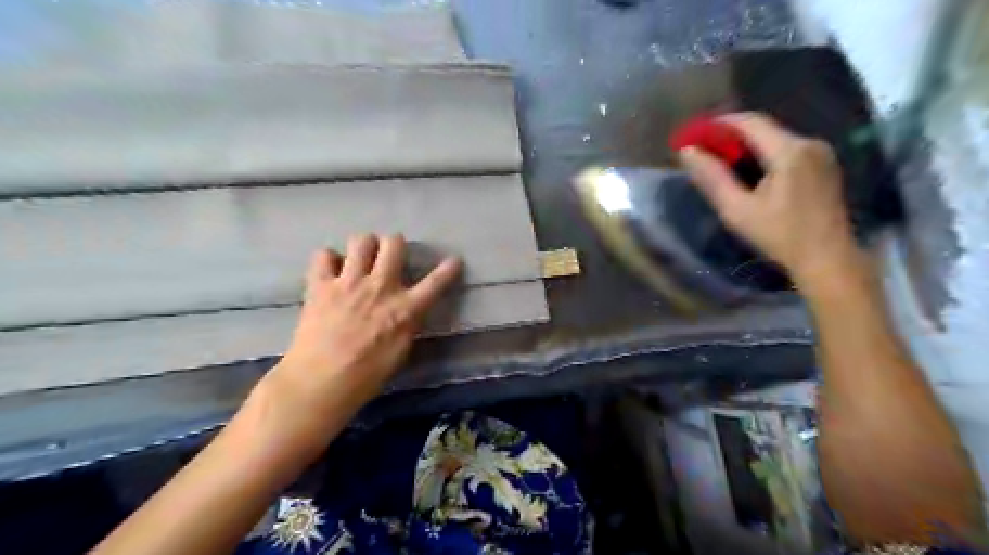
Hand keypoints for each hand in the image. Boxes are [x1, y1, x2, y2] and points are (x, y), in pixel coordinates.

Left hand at [264, 234, 461, 419]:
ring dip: (364, 247)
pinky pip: (323, 255)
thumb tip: (408, 310)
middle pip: (394, 243)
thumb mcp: (400, 351)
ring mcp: (349, 282)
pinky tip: (330, 272)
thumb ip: (407, 324)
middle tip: (389, 255)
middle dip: (394, 244)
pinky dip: (328, 260)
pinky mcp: (321, 285)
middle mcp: (380, 287)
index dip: (448, 269)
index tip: (454, 260)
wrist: (321, 382)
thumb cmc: (366, 376)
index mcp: (405, 308)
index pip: (435, 283)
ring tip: (360, 258)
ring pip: (361, 240)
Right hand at [682, 110, 857, 287]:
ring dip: (747, 145)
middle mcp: (809, 143)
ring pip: (775, 138)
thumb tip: (687, 152)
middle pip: (763, 128)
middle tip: (704, 151)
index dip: (719, 124)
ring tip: (722, 162)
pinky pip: (788, 148)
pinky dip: (764, 154)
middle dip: (731, 135)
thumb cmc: (779, 236)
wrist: (827, 259)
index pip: (749, 122)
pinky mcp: (825, 164)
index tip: (695, 135)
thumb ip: (712, 178)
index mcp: (789, 151)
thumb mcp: (737, 210)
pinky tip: (750, 171)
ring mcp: (821, 153)